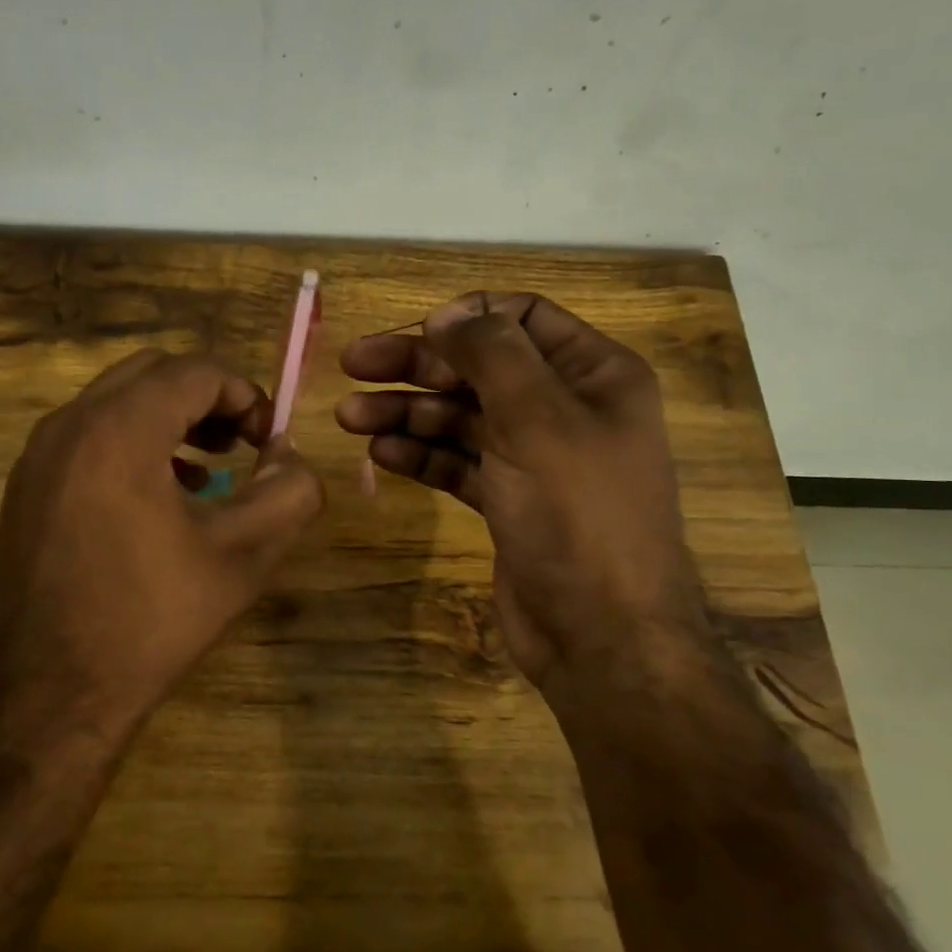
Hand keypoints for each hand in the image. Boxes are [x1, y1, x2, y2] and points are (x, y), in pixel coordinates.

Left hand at [0, 350, 325, 736]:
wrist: (45, 699)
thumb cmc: (149, 622)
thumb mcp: (241, 557)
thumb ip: (288, 495)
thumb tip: (292, 459)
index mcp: (119, 430)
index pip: (196, 372)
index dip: (246, 394)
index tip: (271, 440)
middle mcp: (70, 425)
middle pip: (152, 373)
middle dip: (207, 397)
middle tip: (241, 443)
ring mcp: (38, 455)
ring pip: (116, 401)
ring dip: (169, 417)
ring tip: (208, 466)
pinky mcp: (25, 486)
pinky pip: (88, 435)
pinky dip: (131, 441)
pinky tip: (159, 494)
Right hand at [337, 293, 700, 690]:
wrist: (602, 637)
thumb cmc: (578, 515)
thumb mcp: (538, 419)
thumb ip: (493, 354)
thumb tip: (448, 314)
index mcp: (595, 374)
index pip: (524, 318)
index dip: (467, 319)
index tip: (415, 331)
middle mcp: (566, 408)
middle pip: (481, 367)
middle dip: (418, 365)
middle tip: (353, 364)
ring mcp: (536, 457)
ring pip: (462, 416)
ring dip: (407, 412)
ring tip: (349, 417)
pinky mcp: (509, 500)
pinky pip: (459, 462)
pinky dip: (421, 454)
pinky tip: (380, 453)